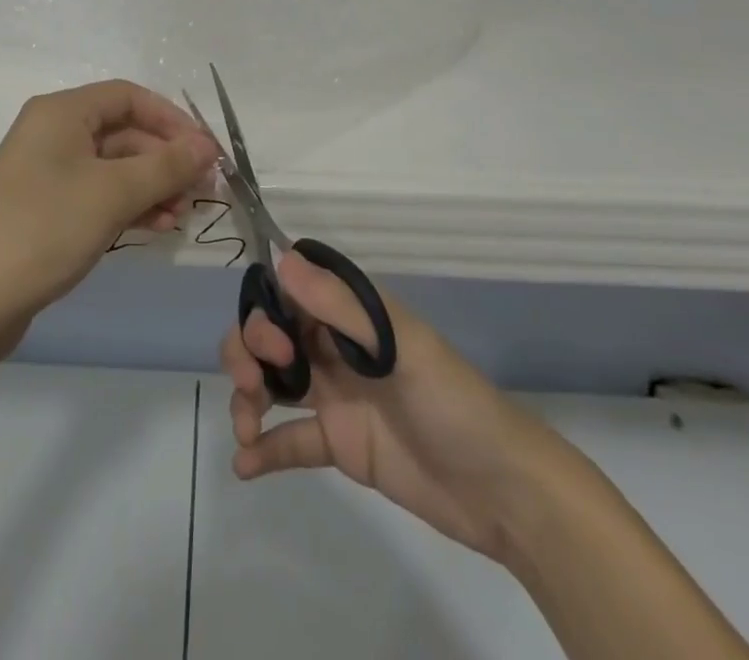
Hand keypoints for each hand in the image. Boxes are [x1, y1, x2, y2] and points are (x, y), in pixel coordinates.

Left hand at [0, 80, 219, 338]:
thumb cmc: (45, 228)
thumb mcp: (113, 193)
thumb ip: (166, 166)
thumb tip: (209, 146)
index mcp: (62, 112)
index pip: (128, 97)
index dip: (171, 119)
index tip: (206, 151)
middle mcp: (53, 133)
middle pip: (123, 132)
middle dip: (165, 159)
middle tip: (202, 190)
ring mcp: (48, 173)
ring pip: (114, 167)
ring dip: (152, 186)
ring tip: (182, 216)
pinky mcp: (47, 209)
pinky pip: (99, 195)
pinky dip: (129, 206)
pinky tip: (157, 228)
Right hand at [222, 251, 565, 563]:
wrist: (503, 492)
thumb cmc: (453, 401)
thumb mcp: (399, 346)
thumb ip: (339, 305)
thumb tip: (282, 257)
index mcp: (352, 313)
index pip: (289, 293)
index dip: (265, 311)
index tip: (271, 343)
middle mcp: (335, 346)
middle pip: (271, 335)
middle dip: (248, 352)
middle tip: (252, 386)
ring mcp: (335, 395)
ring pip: (272, 381)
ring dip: (248, 396)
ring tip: (246, 427)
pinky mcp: (339, 443)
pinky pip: (290, 438)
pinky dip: (264, 448)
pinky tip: (245, 465)